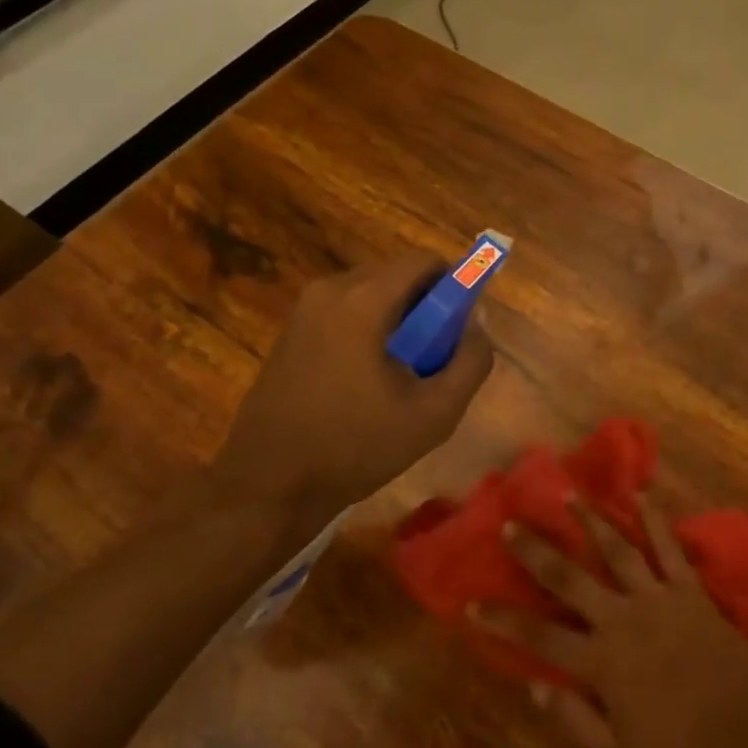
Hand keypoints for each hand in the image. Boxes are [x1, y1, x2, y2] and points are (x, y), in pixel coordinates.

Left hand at [211, 252, 493, 532]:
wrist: (269, 485)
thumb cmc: (356, 446)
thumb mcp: (435, 413)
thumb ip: (471, 361)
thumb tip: (478, 322)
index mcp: (364, 300)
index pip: (424, 262)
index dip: (455, 286)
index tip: (461, 327)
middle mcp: (330, 290)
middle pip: (397, 276)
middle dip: (426, 308)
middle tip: (434, 358)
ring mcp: (304, 310)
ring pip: (371, 295)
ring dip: (397, 322)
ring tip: (401, 376)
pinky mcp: (290, 331)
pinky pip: (345, 313)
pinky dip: (368, 331)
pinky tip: (366, 382)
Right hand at [472, 499, 747, 747]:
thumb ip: (575, 723)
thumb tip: (534, 686)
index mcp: (602, 664)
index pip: (539, 638)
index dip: (502, 621)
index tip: (469, 602)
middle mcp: (623, 619)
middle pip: (570, 579)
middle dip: (536, 551)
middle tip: (511, 522)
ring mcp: (659, 598)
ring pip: (617, 550)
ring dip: (591, 521)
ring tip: (569, 495)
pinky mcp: (691, 590)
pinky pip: (669, 547)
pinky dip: (654, 519)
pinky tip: (640, 494)